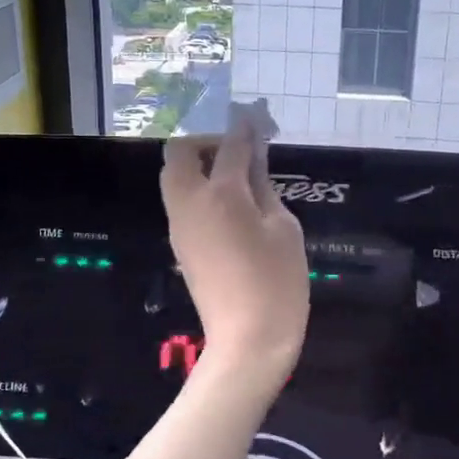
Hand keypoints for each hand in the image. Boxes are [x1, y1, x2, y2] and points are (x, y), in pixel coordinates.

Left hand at [161, 117, 307, 370]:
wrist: (248, 340)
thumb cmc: (277, 282)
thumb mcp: (284, 229)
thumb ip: (265, 189)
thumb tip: (254, 164)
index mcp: (221, 194)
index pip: (229, 146)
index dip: (244, 128)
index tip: (255, 118)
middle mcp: (190, 203)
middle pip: (179, 153)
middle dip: (205, 142)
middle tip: (236, 153)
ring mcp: (179, 226)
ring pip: (174, 179)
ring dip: (197, 166)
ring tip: (235, 179)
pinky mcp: (179, 246)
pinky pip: (181, 203)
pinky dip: (197, 191)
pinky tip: (228, 207)